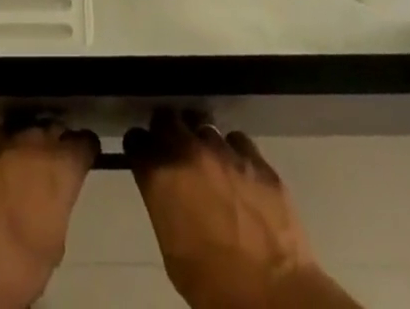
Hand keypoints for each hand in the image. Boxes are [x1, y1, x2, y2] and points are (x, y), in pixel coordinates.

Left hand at [0, 118, 99, 308]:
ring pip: (18, 132)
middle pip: (50, 130)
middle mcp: (32, 140)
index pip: (83, 142)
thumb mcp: (53, 243)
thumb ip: (58, 205)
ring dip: (21, 147)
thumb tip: (52, 197)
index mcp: (59, 165)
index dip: (83, 152)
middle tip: (46, 169)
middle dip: (52, 145)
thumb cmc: (15, 269)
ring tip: (16, 172)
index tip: (81, 161)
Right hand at [124, 111, 360, 308]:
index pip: (136, 140)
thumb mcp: (172, 251)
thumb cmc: (213, 286)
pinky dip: (231, 151)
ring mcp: (224, 150)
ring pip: (201, 124)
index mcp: (161, 176)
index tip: (144, 155)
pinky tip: (236, 170)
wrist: (273, 297)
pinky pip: (236, 140)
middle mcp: (188, 151)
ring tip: (206, 158)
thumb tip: (165, 189)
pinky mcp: (255, 157)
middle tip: (171, 149)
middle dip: (165, 130)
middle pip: (166, 118)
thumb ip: (163, 205)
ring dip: (198, 138)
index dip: (139, 148)